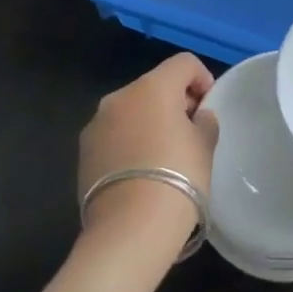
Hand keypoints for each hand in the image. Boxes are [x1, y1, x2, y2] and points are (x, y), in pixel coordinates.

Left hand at [78, 53, 219, 251]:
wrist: (130, 227)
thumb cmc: (178, 176)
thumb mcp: (205, 145)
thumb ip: (204, 122)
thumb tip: (197, 117)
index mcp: (152, 87)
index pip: (183, 63)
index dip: (202, 79)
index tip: (209, 109)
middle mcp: (119, 97)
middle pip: (154, 85)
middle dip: (174, 102)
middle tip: (191, 133)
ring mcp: (96, 125)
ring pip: (131, 111)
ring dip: (149, 122)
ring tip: (165, 156)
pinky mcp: (83, 153)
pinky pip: (114, 135)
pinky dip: (130, 142)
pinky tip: (142, 172)